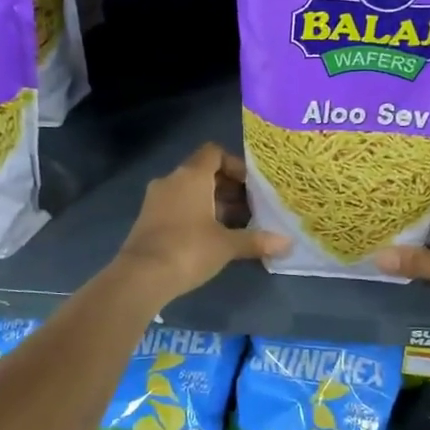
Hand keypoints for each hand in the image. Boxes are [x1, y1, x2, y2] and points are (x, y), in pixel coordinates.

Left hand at [114, 143, 287, 303]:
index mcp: (191, 176)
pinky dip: (196, 214)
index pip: (214, 152)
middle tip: (251, 208)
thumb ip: (256, 240)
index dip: (235, 165)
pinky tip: (212, 237)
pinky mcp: (148, 219)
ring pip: (190, 191)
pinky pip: (177, 206)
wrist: (141, 276)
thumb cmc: (189, 249)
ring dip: (213, 203)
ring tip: (236, 225)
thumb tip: (287, 243)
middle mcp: (171, 180)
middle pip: (203, 172)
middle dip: (228, 188)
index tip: (251, 186)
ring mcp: (156, 199)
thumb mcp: (227, 245)